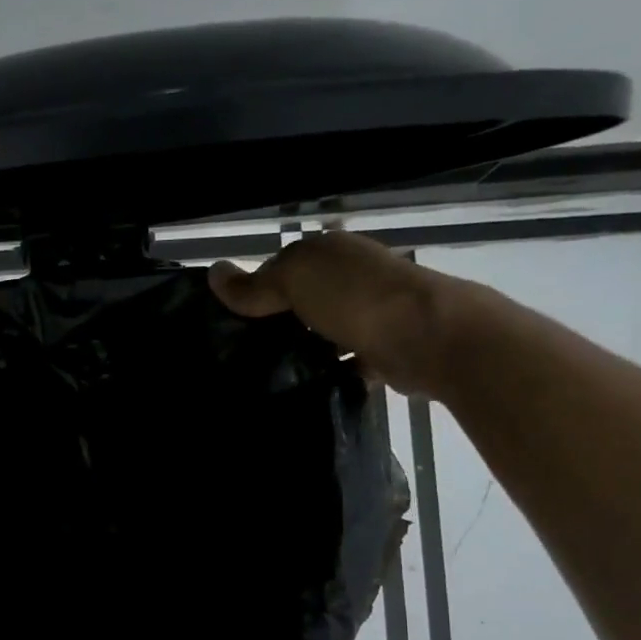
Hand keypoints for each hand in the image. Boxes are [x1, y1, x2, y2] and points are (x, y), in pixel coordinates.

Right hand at [208, 231, 453, 395]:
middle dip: (275, 323)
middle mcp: (350, 277)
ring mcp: (368, 313)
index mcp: (330, 251)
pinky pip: (342, 361)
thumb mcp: (294, 279)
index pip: (279, 268)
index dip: (253, 291)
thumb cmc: (355, 296)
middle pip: (300, 301)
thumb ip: (254, 283)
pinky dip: (326, 372)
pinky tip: (301, 388)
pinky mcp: (380, 349)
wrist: (428, 336)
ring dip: (300, 350)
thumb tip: (213, 273)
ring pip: (320, 331)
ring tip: (265, 376)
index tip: (227, 324)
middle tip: (240, 354)